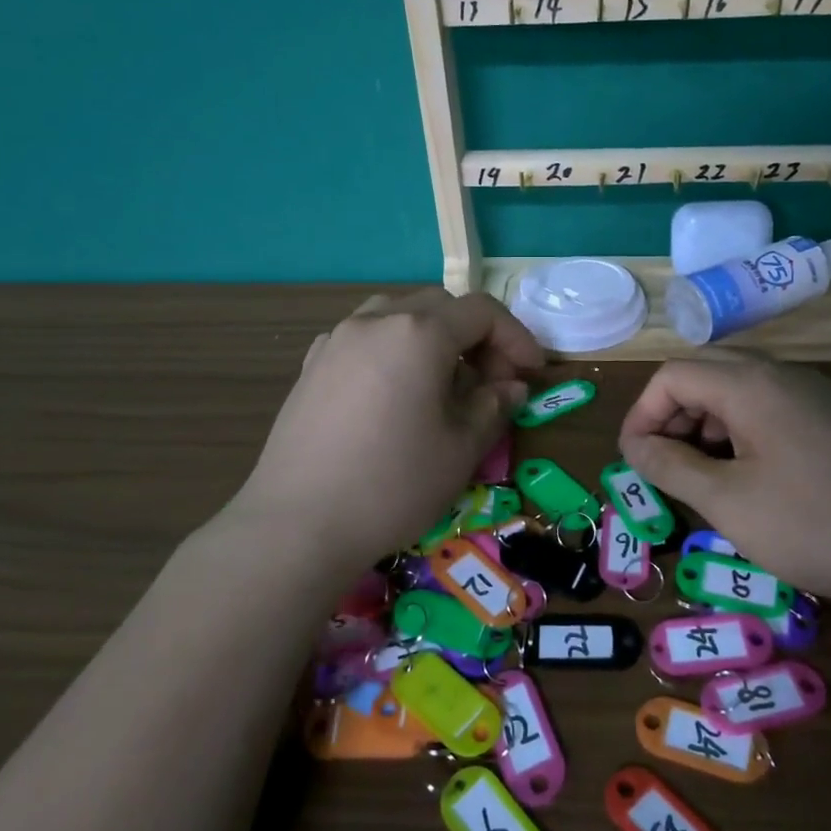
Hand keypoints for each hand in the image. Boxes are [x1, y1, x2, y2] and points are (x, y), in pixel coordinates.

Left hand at [224, 290, 542, 576]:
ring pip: (398, 315)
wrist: (298, 524)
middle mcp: (376, 321)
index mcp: (419, 332)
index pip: (482, 312)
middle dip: (476, 336)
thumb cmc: (393, 484)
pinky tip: (394, 392)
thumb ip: (494, 405)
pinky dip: (394, 350)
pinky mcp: (312, 366)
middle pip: (441, 306)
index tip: (532, 373)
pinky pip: (365, 338)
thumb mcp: (461, 448)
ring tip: (443, 382)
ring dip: (433, 337)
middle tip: (492, 381)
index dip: (516, 337)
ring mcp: (337, 340)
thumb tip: (511, 387)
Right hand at [618, 353, 830, 606]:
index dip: (642, 413)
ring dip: (704, 421)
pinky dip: (738, 428)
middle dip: (672, 414)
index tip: (634, 461)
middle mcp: (781, 372)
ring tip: (700, 475)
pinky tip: (746, 474)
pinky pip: (768, 404)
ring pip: (737, 387)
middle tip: (663, 464)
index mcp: (750, 383)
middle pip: (704, 371)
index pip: (672, 375)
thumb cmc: (817, 525)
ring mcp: (813, 392)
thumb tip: (636, 446)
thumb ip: (671, 467)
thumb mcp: (729, 503)